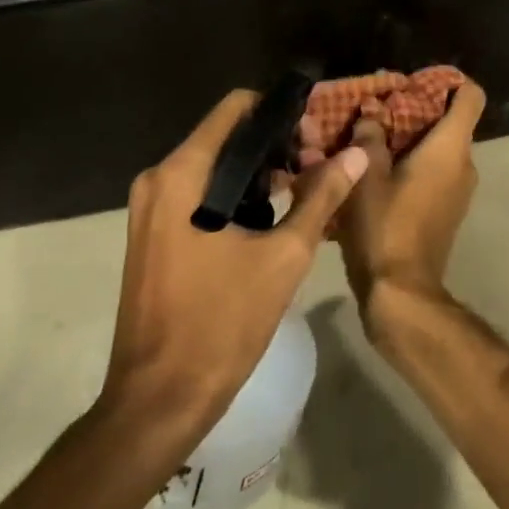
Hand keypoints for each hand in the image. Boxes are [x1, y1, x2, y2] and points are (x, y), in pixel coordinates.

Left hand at [100, 90, 369, 457]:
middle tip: (318, 168)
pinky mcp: (154, 232)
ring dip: (261, 170)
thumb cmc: (222, 322)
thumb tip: (357, 154)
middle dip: (277, 144)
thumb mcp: (285, 255)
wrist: (159, 401)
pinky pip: (201, 191)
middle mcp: (160, 179)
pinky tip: (273, 217)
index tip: (316, 134)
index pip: (236, 107)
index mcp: (184, 173)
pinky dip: (238, 193)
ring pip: (216, 164)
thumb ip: (322, 195)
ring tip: (305, 192)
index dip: (281, 111)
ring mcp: (151, 208)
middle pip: (228, 134)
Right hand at [328, 81, 486, 346]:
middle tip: (377, 109)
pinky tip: (375, 172)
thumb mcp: (367, 177)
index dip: (449, 81)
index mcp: (451, 147)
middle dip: (415, 110)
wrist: (401, 292)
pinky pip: (435, 172)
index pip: (470, 96)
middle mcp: (464, 163)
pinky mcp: (447, 210)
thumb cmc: (385, 226)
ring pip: (439, 148)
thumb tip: (372, 112)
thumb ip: (369, 138)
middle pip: (450, 120)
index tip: (415, 82)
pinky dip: (411, 164)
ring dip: (409, 140)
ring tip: (368, 140)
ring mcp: (459, 189)